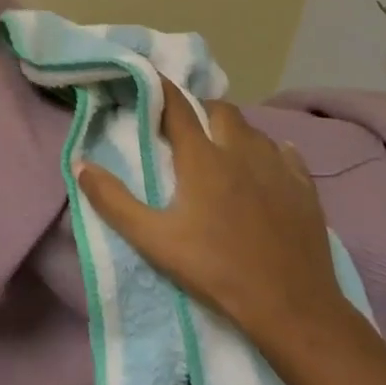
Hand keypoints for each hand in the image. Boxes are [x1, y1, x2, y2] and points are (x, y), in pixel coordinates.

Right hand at [75, 82, 358, 354]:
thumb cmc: (216, 269)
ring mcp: (277, 167)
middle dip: (200, 110)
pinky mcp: (305, 189)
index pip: (177, 106)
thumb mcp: (154, 240)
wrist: (291, 307)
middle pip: (220, 110)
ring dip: (233, 131)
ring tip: (221, 149)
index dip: (160, 88)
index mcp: (202, 158)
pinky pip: (286, 154)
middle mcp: (240, 151)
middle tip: (184, 128)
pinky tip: (266, 167)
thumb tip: (80, 165)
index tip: (147, 77)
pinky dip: (271, 152)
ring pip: (253, 130)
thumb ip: (113, 200)